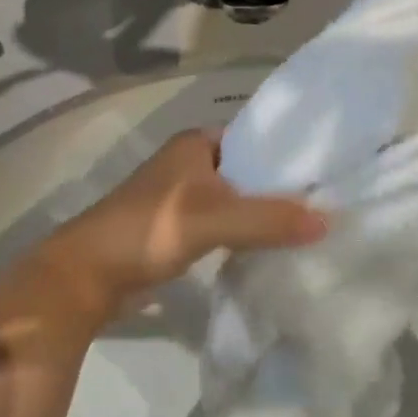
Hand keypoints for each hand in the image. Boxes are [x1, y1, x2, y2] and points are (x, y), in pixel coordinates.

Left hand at [42, 130, 327, 313]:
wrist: (86, 276)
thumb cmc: (147, 230)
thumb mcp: (212, 219)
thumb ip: (268, 218)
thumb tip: (330, 220)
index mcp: (195, 144)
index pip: (257, 139)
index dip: (290, 154)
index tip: (330, 172)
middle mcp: (189, 164)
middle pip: (249, 172)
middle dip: (282, 189)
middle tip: (330, 204)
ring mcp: (182, 199)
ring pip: (237, 201)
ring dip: (265, 214)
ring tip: (312, 227)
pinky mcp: (178, 231)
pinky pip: (224, 226)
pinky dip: (246, 234)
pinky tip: (274, 249)